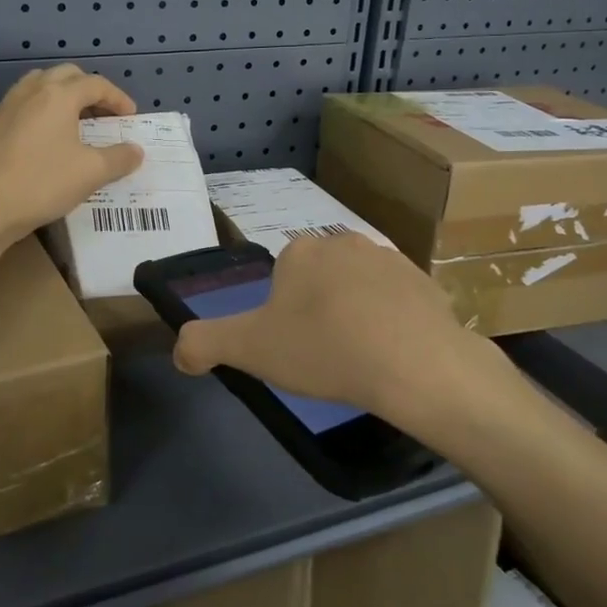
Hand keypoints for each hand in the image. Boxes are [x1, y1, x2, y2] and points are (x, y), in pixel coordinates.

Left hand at [0, 65, 143, 244]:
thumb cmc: (41, 183)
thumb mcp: (91, 173)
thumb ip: (119, 158)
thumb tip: (136, 151)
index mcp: (58, 95)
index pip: (96, 84)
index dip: (118, 98)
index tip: (130, 118)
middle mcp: (31, 91)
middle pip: (66, 76)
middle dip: (90, 90)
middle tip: (104, 115)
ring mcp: (7, 106)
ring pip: (41, 86)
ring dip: (63, 96)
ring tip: (76, 122)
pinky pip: (24, 105)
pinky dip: (43, 111)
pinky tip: (47, 139)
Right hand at [171, 232, 496, 429]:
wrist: (416, 364)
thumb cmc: (325, 349)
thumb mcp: (250, 349)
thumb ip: (204, 343)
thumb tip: (180, 350)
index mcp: (301, 251)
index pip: (281, 279)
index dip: (282, 316)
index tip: (293, 349)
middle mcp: (344, 242)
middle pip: (320, 281)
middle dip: (318, 312)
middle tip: (324, 357)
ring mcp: (390, 258)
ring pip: (359, 289)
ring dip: (356, 315)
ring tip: (361, 359)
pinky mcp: (426, 282)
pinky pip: (398, 303)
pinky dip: (392, 324)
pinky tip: (394, 355)